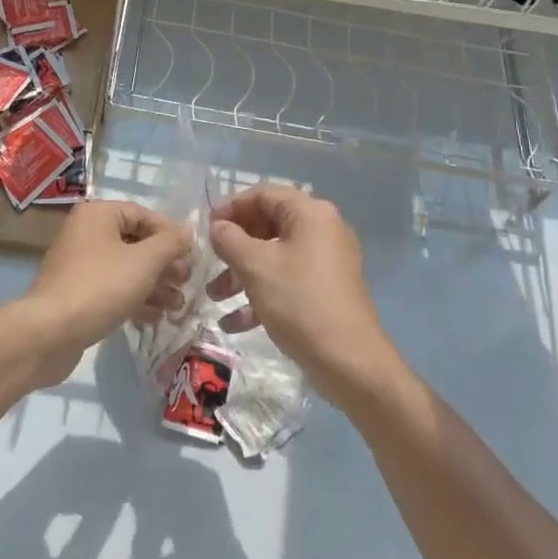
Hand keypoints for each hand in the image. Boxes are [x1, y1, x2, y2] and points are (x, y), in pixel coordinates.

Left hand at [17, 200, 189, 386]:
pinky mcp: (78, 293)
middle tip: (186, 282)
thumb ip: (170, 243)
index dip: (170, 234)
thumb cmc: (101, 286)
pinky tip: (156, 317)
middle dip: (164, 263)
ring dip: (154, 285)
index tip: (191, 255)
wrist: (50, 333)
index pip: (143, 214)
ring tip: (177, 305)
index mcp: (98, 215)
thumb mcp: (144, 261)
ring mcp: (80, 265)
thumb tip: (187, 231)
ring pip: (126, 268)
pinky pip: (113, 288)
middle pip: (135, 242)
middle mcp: (86, 233)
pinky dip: (135, 299)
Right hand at [209, 185, 402, 407]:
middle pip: (268, 225)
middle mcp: (322, 230)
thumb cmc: (300, 302)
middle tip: (209, 261)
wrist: (351, 363)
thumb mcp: (256, 266)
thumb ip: (230, 239)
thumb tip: (218, 226)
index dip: (231, 207)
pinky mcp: (326, 291)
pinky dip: (261, 295)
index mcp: (310, 213)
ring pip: (275, 256)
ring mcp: (326, 262)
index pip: (263, 195)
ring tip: (214, 297)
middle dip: (234, 246)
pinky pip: (287, 281)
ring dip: (242, 274)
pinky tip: (234, 323)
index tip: (206, 227)